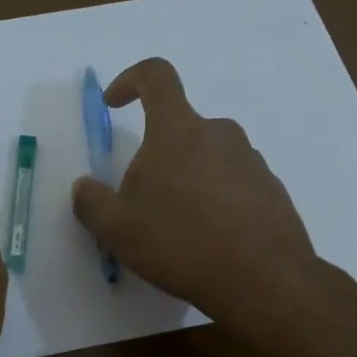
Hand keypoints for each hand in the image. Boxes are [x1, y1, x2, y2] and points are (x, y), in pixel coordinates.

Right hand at [71, 57, 352, 331]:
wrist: (263, 280)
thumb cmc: (181, 243)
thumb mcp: (117, 230)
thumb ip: (91, 202)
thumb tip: (85, 186)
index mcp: (178, 130)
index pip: (156, 76)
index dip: (130, 80)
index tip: (114, 105)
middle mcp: (220, 133)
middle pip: (179, 128)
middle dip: (156, 155)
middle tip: (144, 201)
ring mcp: (251, 160)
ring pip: (207, 156)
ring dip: (187, 179)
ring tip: (179, 228)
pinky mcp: (272, 188)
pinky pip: (233, 181)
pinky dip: (216, 199)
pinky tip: (210, 239)